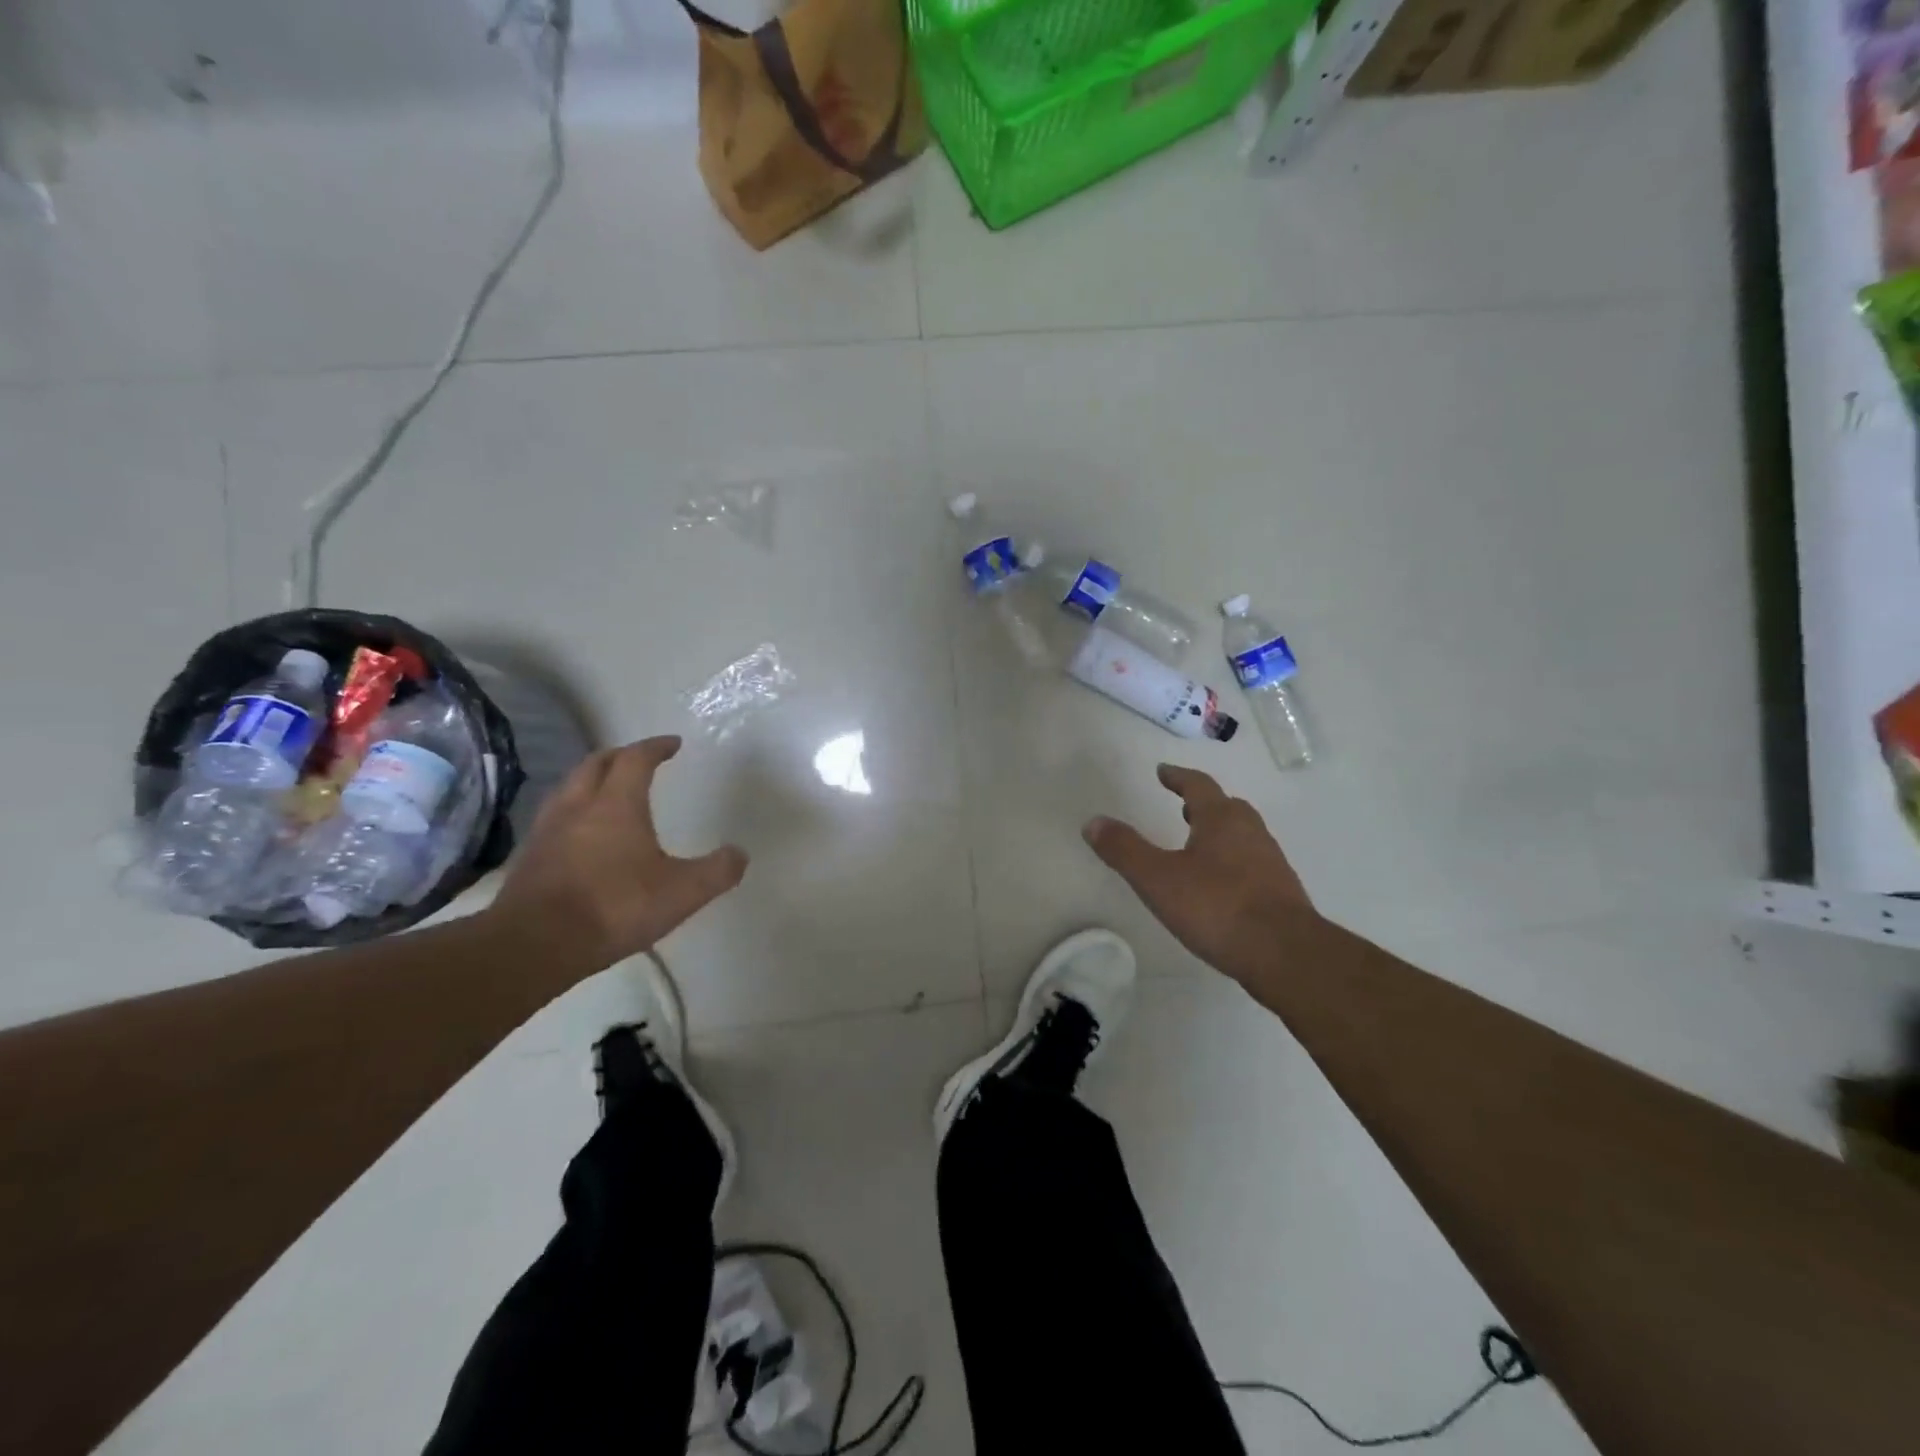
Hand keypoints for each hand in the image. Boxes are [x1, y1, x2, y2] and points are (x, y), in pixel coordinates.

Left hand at [491, 736, 746, 971]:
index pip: (636, 759)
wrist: (534, 945)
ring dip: (592, 780)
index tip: (673, 743)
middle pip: (596, 763)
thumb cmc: (614, 907)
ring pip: (570, 788)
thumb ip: (717, 871)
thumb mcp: (682, 893)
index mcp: (617, 804)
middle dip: (621, 755)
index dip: (656, 747)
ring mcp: (548, 830)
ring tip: (609, 791)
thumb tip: (739, 854)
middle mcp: (578, 806)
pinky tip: (582, 834)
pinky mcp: (529, 857)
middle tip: (640, 759)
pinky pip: (555, 817)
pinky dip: (574, 811)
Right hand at [1083, 764, 1316, 976]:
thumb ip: (1124, 849)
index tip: (1163, 772)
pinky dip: (1233, 863)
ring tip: (1197, 846)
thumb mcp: (1158, 879)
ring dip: (1219, 833)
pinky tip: (1221, 887)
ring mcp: (1271, 862)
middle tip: (1183, 807)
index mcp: (1221, 820)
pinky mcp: (1281, 893)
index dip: (1178, 777)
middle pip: (1226, 807)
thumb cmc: (1217, 908)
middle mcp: (1251, 832)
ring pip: (1242, 835)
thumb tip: (1093, 821)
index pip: (1198, 786)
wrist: (1286, 955)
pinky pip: (1252, 864)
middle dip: (1203, 805)